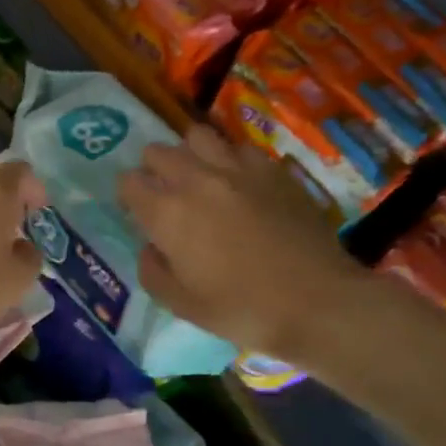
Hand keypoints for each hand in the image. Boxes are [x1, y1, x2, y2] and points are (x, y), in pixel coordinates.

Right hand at [118, 125, 369, 359]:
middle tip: (165, 193)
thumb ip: (154, 272)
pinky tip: (239, 181)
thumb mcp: (182, 305)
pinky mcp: (272, 170)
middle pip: (158, 152)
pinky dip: (230, 158)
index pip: (129, 182)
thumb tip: (151, 248)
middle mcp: (196, 180)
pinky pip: (239, 148)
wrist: (317, 302)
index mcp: (167, 214)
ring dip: (190, 153)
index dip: (128, 195)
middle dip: (153, 169)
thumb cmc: (242, 309)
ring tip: (199, 175)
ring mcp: (237, 169)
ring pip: (198, 136)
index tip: (136, 211)